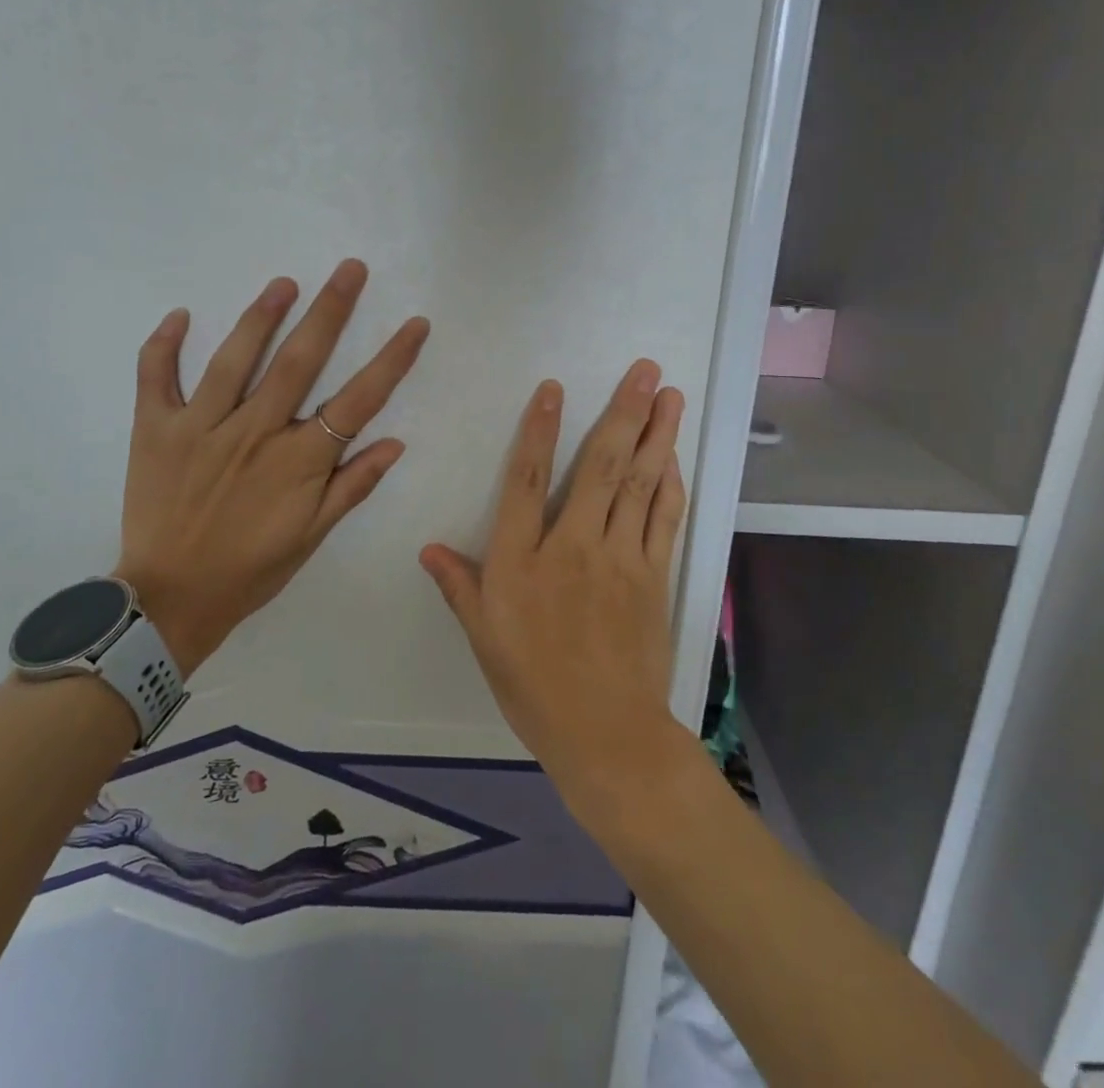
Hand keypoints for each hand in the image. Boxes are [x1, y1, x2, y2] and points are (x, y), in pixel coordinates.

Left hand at [117, 260, 429, 675]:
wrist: (171, 600)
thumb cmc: (251, 569)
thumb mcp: (312, 536)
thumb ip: (352, 486)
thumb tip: (396, 442)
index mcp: (299, 461)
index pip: (357, 400)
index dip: (391, 360)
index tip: (415, 324)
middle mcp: (255, 433)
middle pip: (300, 362)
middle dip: (330, 310)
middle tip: (351, 268)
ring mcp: (202, 428)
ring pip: (235, 359)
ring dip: (262, 316)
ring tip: (285, 282)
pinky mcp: (156, 431)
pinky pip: (156, 379)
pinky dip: (164, 346)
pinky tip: (179, 315)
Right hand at [419, 360, 688, 811]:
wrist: (606, 734)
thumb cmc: (533, 686)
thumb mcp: (483, 638)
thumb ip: (459, 586)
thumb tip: (428, 547)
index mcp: (521, 561)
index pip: (528, 480)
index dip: (539, 429)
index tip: (554, 387)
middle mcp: (572, 547)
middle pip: (601, 468)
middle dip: (623, 413)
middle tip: (645, 369)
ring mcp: (620, 559)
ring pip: (640, 484)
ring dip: (657, 435)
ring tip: (670, 394)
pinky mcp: (654, 575)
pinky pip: (664, 518)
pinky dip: (671, 482)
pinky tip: (674, 455)